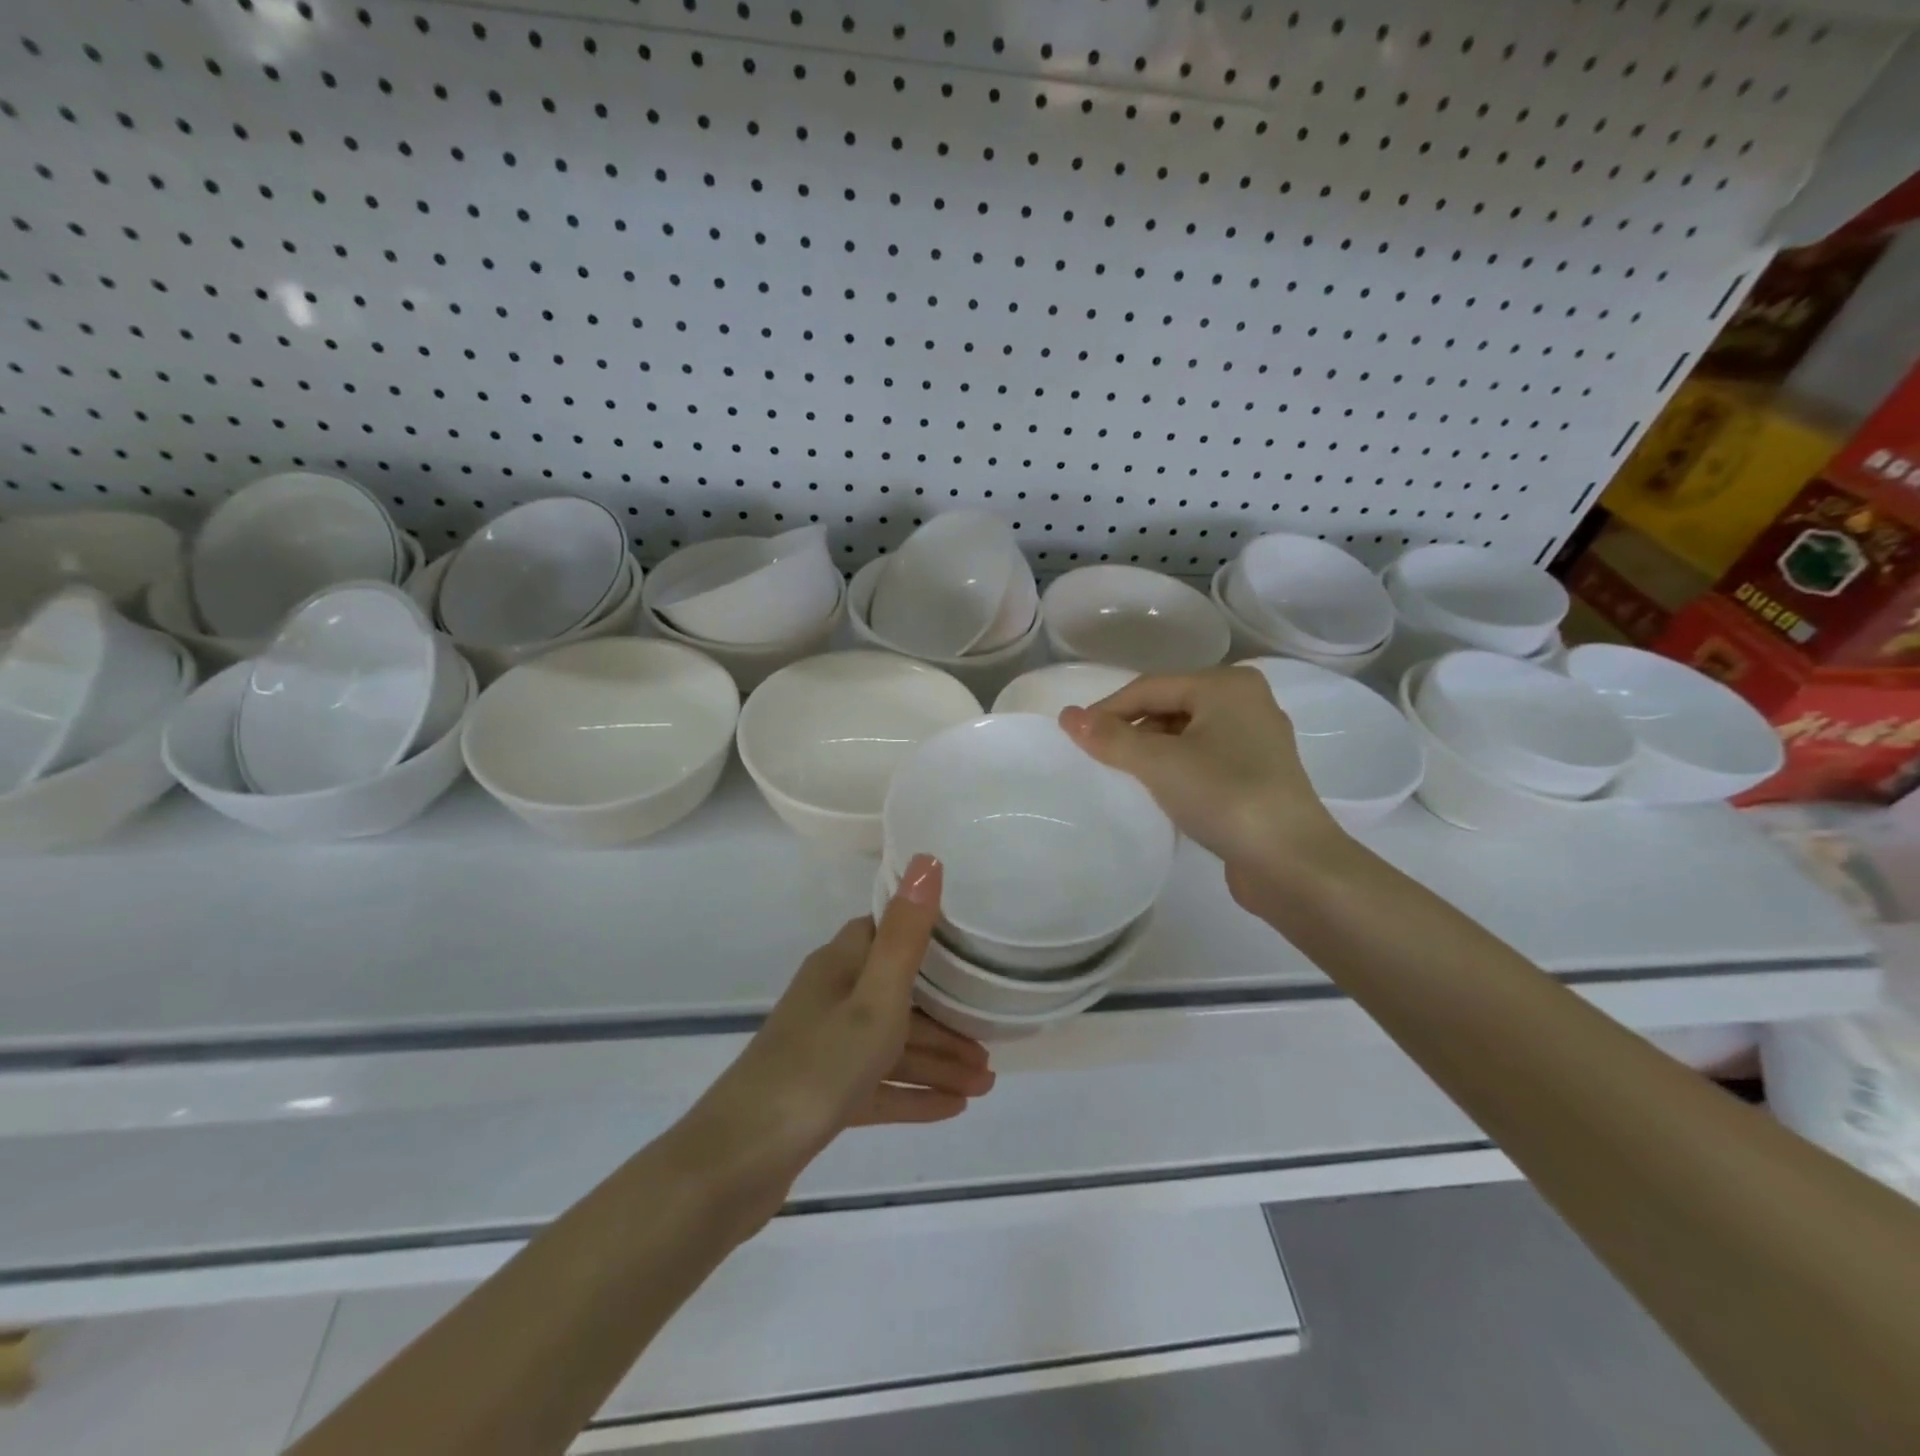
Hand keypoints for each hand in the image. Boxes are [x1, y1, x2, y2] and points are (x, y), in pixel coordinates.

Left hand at [673, 854, 994, 1238]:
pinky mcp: (823, 1094)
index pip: (888, 934)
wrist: (740, 1160)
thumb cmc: (819, 1066)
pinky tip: (953, 1108)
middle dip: (947, 1018)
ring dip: (938, 1061)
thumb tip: (926, 857)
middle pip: (899, 996)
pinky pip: (879, 1085)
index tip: (974, 950)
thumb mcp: (875, 997)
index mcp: (840, 965)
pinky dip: (914, 1093)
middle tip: (992, 1046)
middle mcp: (832, 998)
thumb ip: (906, 933)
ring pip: (892, 1045)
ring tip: (986, 1085)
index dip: (930, 938)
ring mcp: (826, 1048)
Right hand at [1060, 668, 1347, 913]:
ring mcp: (1257, 739)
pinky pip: (1204, 757)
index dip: (1107, 709)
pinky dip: (1177, 767)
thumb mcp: (1159, 763)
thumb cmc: (1224, 796)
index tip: (1073, 736)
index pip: (1150, 687)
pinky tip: (1161, 790)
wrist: (1292, 862)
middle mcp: (1246, 702)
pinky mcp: (1259, 774)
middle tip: (1098, 758)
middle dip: (1131, 729)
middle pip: (1170, 706)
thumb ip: (1111, 737)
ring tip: (1124, 776)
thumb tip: (1067, 716)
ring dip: (1153, 750)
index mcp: (1226, 685)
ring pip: (1187, 733)